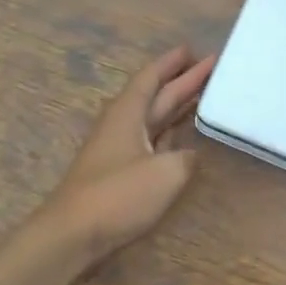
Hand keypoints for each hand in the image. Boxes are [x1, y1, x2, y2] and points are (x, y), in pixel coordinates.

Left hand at [36, 45, 215, 266]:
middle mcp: (121, 125)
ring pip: (153, 118)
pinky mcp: (119, 172)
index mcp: (128, 114)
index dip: (171, 63)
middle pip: (155, 95)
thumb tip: (191, 155)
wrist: (72, 234)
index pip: (151, 78)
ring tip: (205, 94)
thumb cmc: (118, 195)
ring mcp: (119, 149)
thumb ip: (187, 158)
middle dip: (183, 81)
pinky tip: (184, 136)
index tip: (192, 49)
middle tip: (212, 68)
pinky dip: (170, 132)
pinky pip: (151, 140)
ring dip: (177, 105)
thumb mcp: (167, 173)